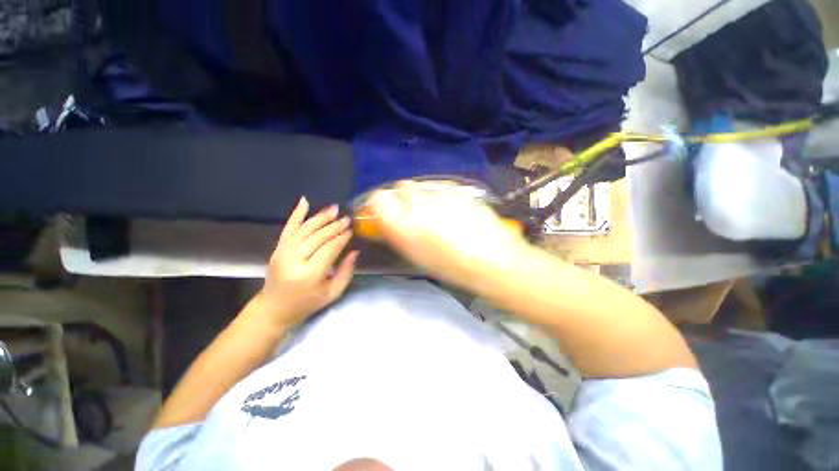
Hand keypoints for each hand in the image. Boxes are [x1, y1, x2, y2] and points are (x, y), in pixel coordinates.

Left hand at [256, 197, 358, 328]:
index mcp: (310, 274)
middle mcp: (294, 260)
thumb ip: (346, 271)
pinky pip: (288, 228)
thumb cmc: (307, 303)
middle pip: (318, 236)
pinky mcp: (277, 248)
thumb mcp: (332, 293)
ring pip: (305, 229)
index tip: (352, 230)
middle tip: (347, 218)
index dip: (342, 237)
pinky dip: (296, 214)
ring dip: (320, 217)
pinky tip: (304, 201)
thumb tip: (355, 251)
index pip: (329, 248)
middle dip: (334, 226)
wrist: (274, 308)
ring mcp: (283, 252)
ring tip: (334, 209)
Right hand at [368, 181, 526, 287]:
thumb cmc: (452, 267)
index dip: (381, 203)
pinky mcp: (459, 191)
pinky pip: (443, 190)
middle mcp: (418, 205)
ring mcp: (440, 195)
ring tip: (441, 216)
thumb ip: (398, 235)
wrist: (494, 260)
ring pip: (423, 188)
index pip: (378, 198)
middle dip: (405, 198)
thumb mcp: (417, 257)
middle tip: (416, 213)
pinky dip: (444, 198)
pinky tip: (458, 213)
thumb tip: (386, 222)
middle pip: (401, 187)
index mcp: (404, 226)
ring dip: (425, 198)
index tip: (388, 211)